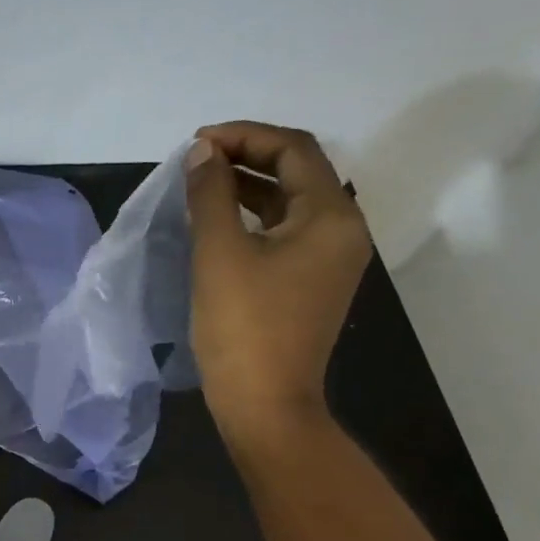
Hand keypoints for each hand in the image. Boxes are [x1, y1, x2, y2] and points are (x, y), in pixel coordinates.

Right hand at [185, 121, 370, 450]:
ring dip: (248, 186)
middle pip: (298, 172)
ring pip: (290, 203)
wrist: (265, 404)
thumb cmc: (243, 327)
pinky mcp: (311, 284)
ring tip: (201, 184)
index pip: (294, 149)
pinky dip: (253, 217)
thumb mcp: (220, 253)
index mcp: (331, 217)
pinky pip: (285, 233)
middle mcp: (342, 231)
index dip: (244, 136)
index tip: (197, 143)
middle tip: (197, 160)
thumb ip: (211, 194)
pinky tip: (218, 222)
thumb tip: (203, 152)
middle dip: (246, 157)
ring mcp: (329, 260)